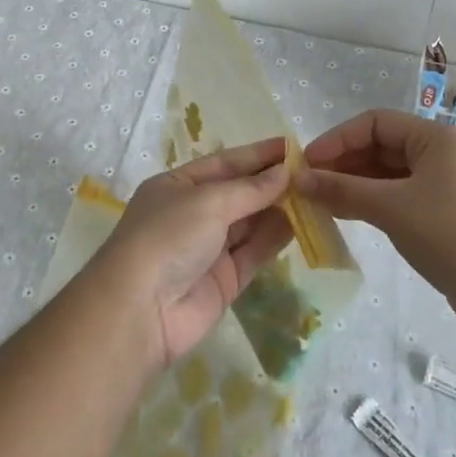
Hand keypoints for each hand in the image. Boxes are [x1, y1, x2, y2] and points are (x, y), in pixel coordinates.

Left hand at [91, 137, 294, 369]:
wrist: (141, 310)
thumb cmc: (168, 236)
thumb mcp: (207, 201)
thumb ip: (249, 189)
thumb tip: (284, 173)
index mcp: (177, 186)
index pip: (224, 163)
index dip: (257, 155)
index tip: (292, 146)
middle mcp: (192, 214)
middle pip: (238, 193)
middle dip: (271, 182)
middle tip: (311, 172)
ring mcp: (208, 249)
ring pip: (250, 223)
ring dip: (278, 209)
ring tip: (314, 195)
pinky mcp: (224, 281)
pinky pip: (254, 252)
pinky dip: (275, 238)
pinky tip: (301, 224)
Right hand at [299, 109, 455, 347]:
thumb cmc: (454, 236)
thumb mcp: (392, 208)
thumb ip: (342, 190)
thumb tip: (297, 179)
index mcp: (435, 138)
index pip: (375, 122)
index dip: (338, 139)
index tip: (306, 163)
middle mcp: (440, 155)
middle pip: (380, 147)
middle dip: (343, 163)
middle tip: (307, 185)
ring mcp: (444, 187)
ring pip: (387, 175)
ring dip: (353, 185)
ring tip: (319, 202)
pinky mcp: (444, 217)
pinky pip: (398, 199)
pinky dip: (371, 204)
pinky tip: (347, 216)